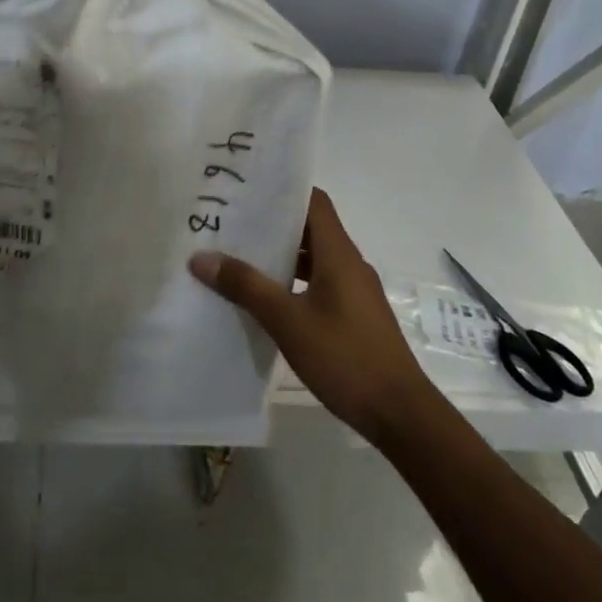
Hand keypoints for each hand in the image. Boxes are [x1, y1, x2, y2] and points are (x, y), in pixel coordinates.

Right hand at [188, 188, 435, 447]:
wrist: (400, 413)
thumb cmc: (345, 356)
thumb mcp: (288, 321)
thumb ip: (246, 286)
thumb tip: (201, 257)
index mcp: (338, 253)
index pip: (314, 201)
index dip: (284, 190)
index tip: (248, 188)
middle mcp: (349, 263)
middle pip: (310, 228)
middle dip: (273, 224)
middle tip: (232, 223)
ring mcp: (355, 291)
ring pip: (314, 259)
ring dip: (282, 256)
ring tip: (240, 259)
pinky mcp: (355, 316)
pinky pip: (320, 284)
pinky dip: (294, 283)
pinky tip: (267, 301)